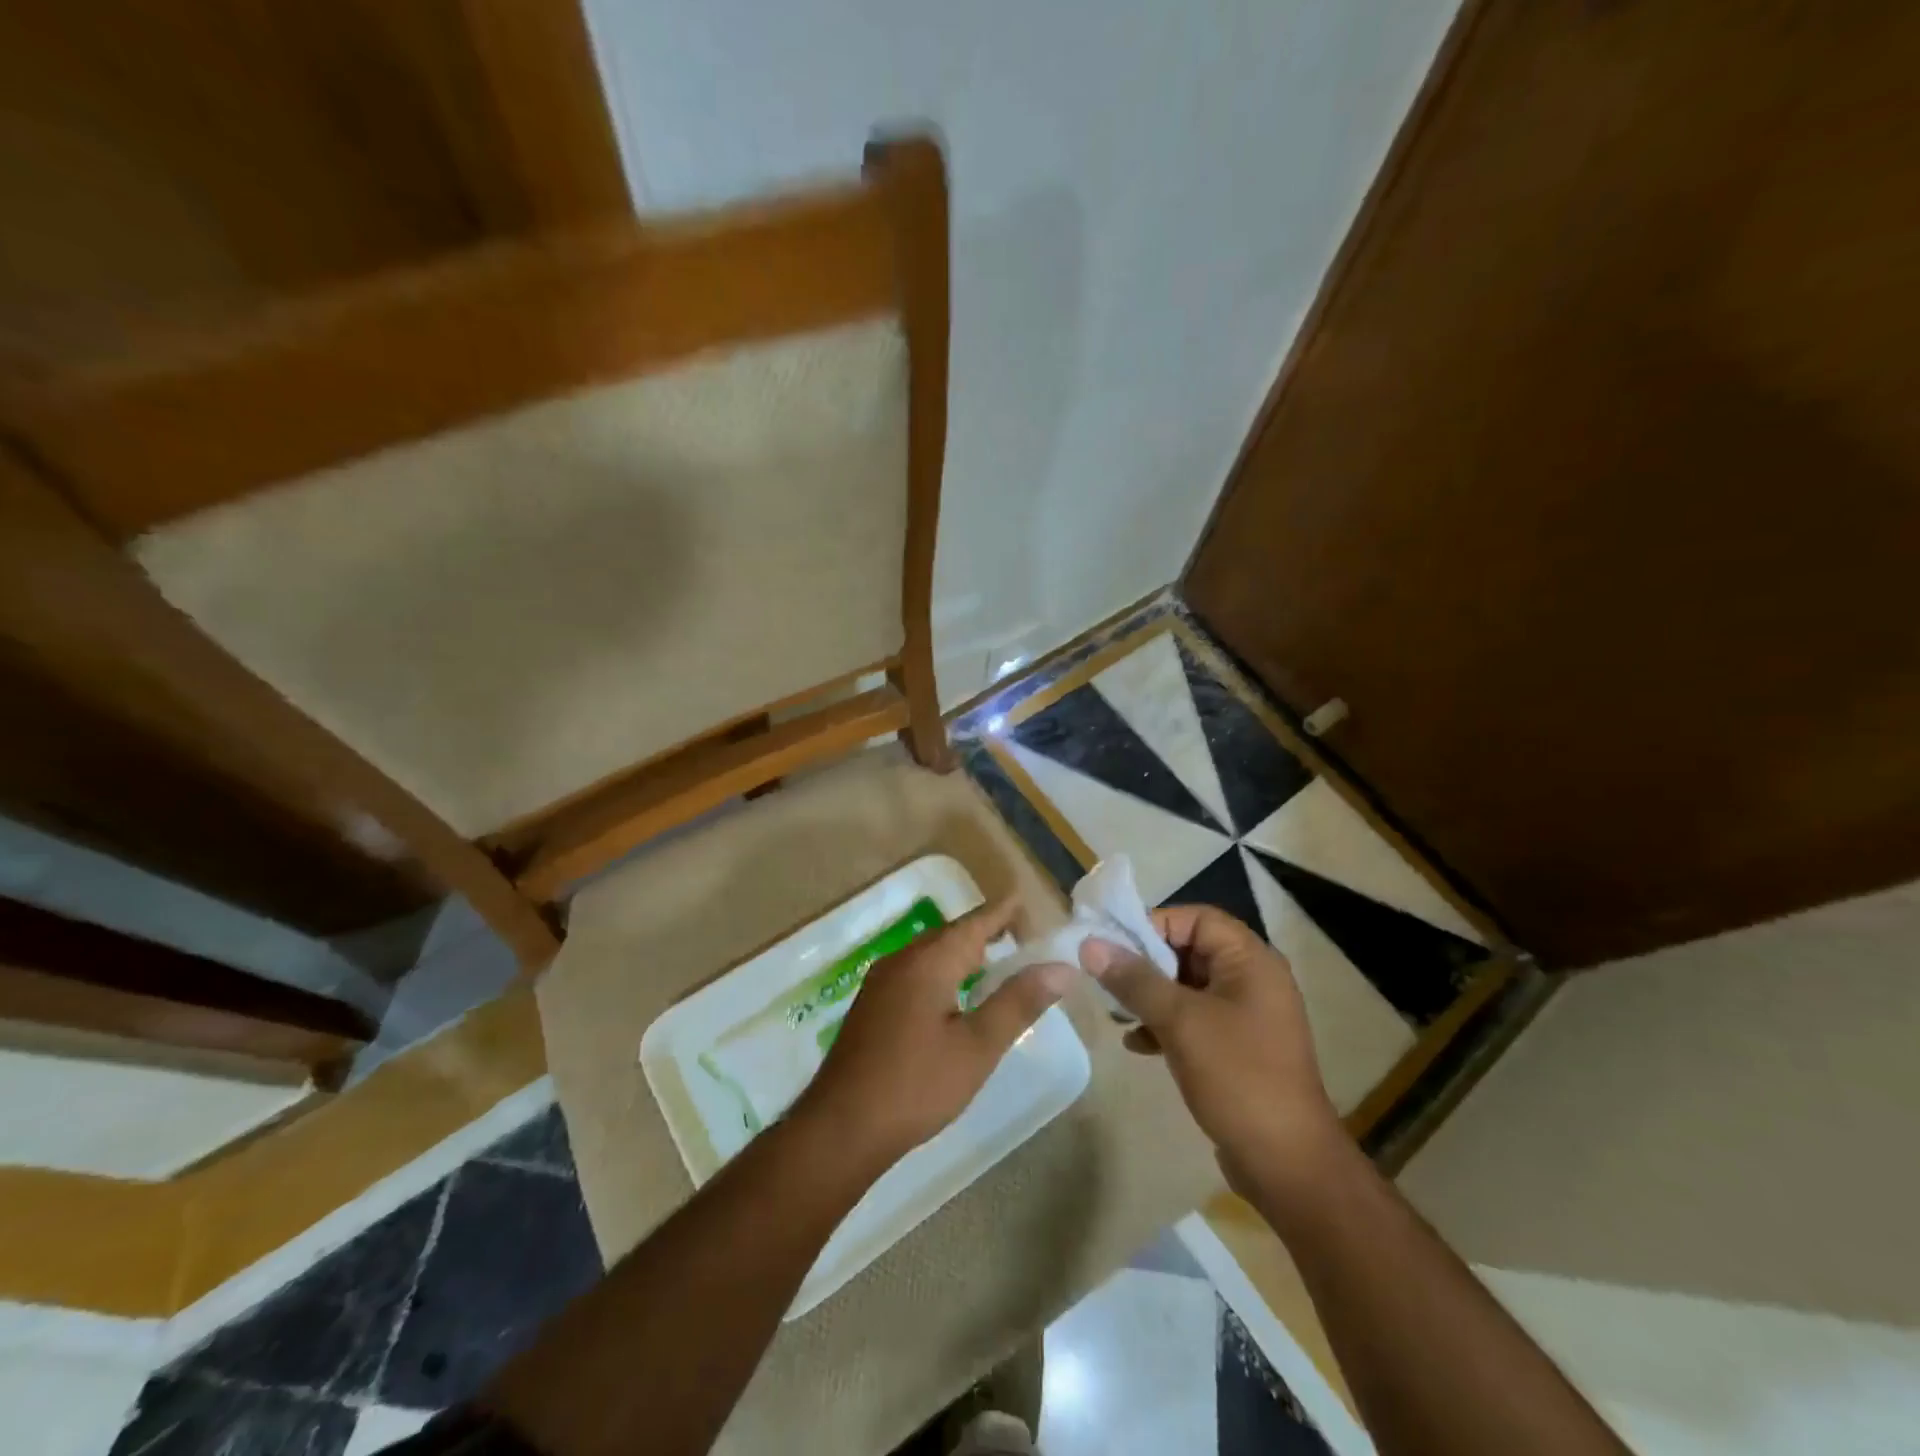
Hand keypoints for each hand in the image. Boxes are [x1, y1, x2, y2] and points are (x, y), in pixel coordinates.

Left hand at [797, 899, 1073, 1165]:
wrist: (841, 1127)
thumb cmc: (917, 1085)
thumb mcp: (978, 1046)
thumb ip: (1019, 1002)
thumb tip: (1060, 967)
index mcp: (929, 961)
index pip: (976, 921)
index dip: (1005, 912)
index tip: (1028, 903)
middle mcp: (902, 959)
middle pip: (953, 934)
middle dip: (988, 933)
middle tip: (1024, 942)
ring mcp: (881, 982)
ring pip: (932, 954)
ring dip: (965, 955)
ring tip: (997, 968)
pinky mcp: (872, 1005)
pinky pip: (917, 973)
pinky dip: (945, 973)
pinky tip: (956, 999)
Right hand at [1081, 905, 1341, 1180]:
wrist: (1288, 1165)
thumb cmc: (1237, 1076)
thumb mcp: (1180, 1021)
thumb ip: (1134, 979)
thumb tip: (1091, 944)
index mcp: (1251, 961)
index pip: (1196, 918)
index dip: (1154, 924)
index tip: (1115, 946)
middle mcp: (1252, 980)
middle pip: (1189, 950)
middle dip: (1146, 963)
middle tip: (1106, 979)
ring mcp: (1247, 1017)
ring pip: (1187, 987)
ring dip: (1150, 995)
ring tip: (1116, 1012)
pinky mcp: (1238, 1049)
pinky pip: (1194, 1020)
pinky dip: (1165, 1024)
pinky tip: (1136, 1044)